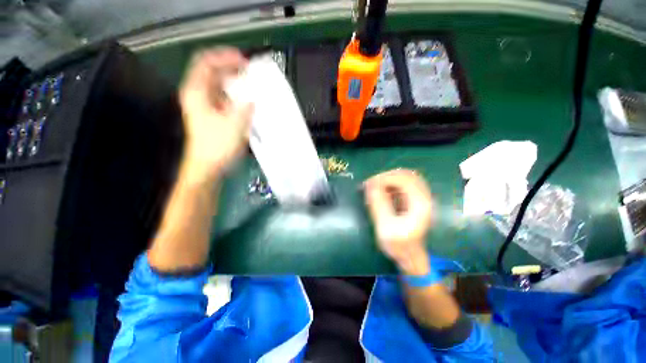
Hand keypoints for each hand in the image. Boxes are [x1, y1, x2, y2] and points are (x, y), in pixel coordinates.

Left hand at [179, 48, 251, 181]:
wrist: (209, 166)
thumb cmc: (217, 145)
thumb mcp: (234, 124)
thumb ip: (245, 107)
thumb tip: (253, 98)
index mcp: (197, 91)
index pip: (207, 62)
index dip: (225, 57)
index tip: (244, 61)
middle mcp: (199, 95)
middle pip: (214, 72)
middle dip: (233, 69)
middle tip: (252, 74)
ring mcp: (206, 105)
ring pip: (221, 86)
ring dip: (237, 84)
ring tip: (253, 86)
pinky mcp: (214, 115)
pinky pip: (226, 98)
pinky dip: (238, 97)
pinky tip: (249, 101)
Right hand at [364, 169, 432, 273]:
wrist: (410, 256)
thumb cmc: (399, 245)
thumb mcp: (386, 227)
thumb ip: (378, 205)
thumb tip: (369, 185)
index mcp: (420, 203)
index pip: (403, 179)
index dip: (384, 178)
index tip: (368, 184)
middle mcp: (423, 197)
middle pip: (405, 175)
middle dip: (385, 176)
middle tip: (369, 184)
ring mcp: (419, 197)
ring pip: (404, 178)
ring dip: (387, 179)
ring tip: (372, 186)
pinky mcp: (413, 200)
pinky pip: (402, 184)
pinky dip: (389, 184)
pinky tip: (379, 191)